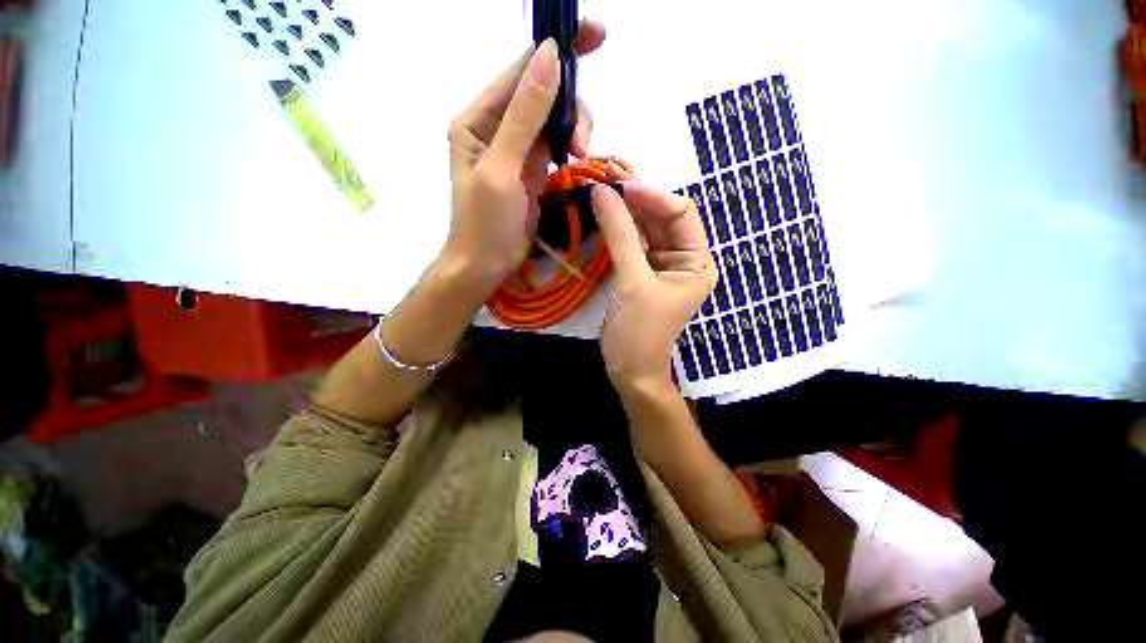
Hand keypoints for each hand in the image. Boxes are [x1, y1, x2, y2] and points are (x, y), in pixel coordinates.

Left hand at [442, 23, 605, 296]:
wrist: (487, 263)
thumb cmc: (484, 222)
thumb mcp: (502, 168)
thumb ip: (525, 115)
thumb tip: (550, 57)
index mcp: (478, 118)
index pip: (520, 70)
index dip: (556, 50)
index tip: (597, 35)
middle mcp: (497, 125)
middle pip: (543, 91)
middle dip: (570, 106)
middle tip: (582, 142)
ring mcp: (518, 147)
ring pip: (554, 117)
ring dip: (574, 127)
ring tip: (578, 155)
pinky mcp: (533, 167)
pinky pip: (557, 141)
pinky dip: (572, 143)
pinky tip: (575, 157)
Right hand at [593, 183, 716, 390]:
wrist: (630, 369)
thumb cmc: (640, 331)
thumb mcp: (633, 282)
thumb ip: (620, 235)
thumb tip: (603, 192)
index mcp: (696, 262)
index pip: (681, 214)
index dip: (653, 195)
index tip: (621, 184)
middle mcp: (683, 259)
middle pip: (663, 217)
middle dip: (637, 197)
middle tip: (606, 176)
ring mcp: (661, 265)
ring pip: (646, 228)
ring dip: (626, 209)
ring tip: (602, 187)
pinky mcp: (641, 272)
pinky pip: (633, 242)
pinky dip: (619, 227)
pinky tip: (605, 212)